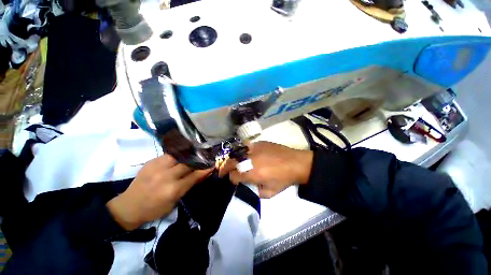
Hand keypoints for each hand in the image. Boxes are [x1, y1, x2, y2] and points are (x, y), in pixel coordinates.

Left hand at [107, 155, 212, 229]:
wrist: (129, 206)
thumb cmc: (154, 209)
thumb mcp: (174, 202)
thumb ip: (189, 186)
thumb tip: (202, 174)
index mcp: (173, 189)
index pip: (194, 176)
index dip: (204, 170)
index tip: (212, 165)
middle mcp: (166, 176)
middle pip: (187, 163)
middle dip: (198, 161)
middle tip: (204, 158)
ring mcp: (157, 167)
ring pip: (179, 156)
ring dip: (188, 156)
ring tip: (194, 154)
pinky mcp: (151, 162)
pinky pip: (168, 155)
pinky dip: (177, 155)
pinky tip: (181, 156)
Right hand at [219, 141, 312, 197]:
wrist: (296, 163)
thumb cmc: (284, 179)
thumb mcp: (269, 193)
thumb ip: (255, 190)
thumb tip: (247, 184)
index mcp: (252, 173)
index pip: (233, 176)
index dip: (232, 180)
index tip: (235, 180)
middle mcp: (249, 160)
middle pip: (230, 162)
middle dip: (225, 168)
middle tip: (224, 171)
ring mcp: (253, 149)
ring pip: (235, 153)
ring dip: (232, 159)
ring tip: (233, 163)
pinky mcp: (258, 143)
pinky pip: (245, 147)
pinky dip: (242, 152)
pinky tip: (245, 155)